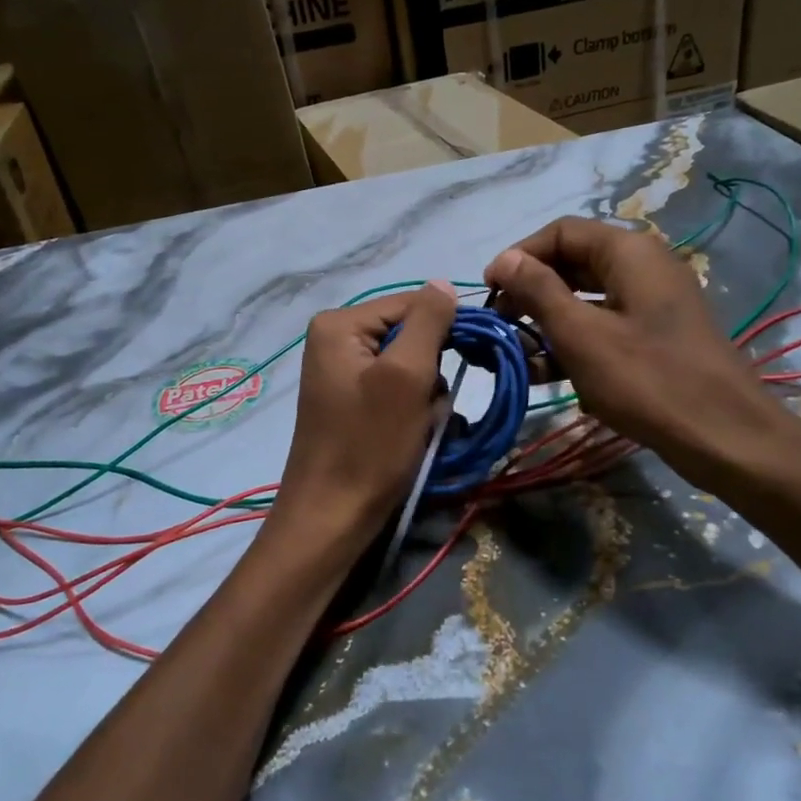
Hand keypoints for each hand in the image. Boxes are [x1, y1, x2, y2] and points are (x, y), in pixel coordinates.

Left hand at [268, 281, 456, 562]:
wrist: (333, 517)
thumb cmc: (369, 445)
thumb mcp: (406, 376)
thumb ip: (428, 322)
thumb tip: (443, 283)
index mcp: (340, 324)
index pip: (413, 303)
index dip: (445, 330)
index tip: (467, 364)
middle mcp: (336, 339)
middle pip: (411, 335)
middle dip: (430, 372)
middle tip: (426, 407)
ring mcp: (343, 372)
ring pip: (410, 366)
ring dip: (426, 397)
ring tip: (419, 427)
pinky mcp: (353, 401)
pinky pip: (397, 391)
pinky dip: (413, 412)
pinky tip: (410, 436)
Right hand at [484, 218, 794, 484]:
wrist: (726, 437)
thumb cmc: (648, 380)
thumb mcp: (582, 335)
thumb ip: (538, 291)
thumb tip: (503, 259)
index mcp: (629, 252)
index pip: (561, 232)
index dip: (519, 256)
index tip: (489, 292)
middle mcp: (643, 267)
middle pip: (573, 264)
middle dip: (530, 293)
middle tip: (499, 326)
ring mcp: (652, 303)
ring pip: (586, 300)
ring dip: (547, 323)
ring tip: (515, 355)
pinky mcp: (655, 337)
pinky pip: (605, 327)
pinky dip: (574, 344)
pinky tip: (544, 375)